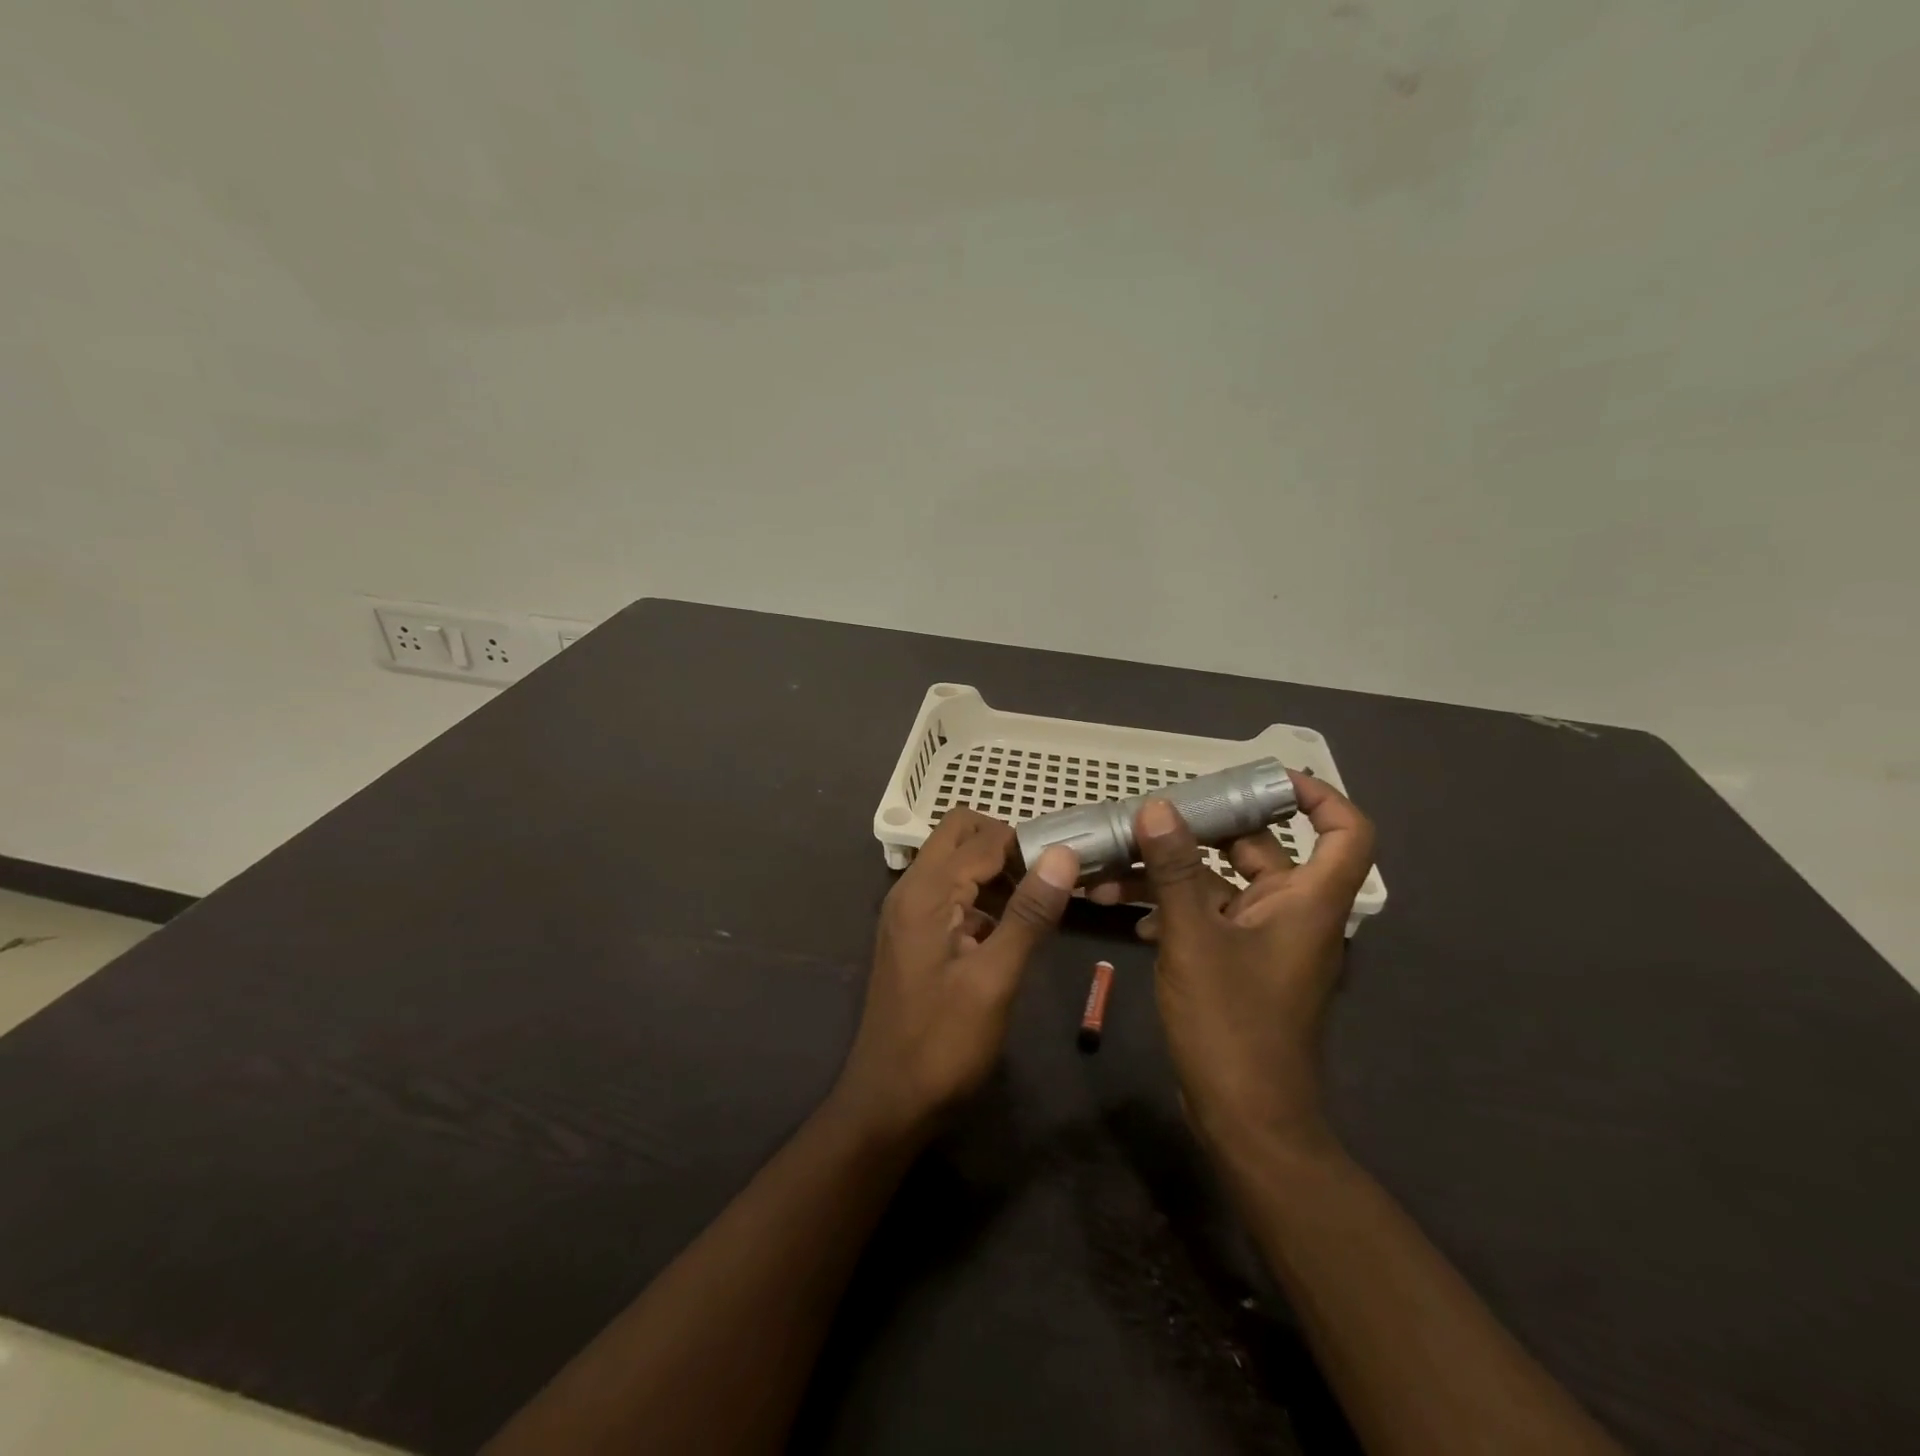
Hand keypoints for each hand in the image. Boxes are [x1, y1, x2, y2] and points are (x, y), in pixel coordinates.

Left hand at [835, 809, 1076, 1141]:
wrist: (888, 1101)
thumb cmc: (943, 1043)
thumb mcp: (995, 979)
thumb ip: (1028, 913)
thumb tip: (1062, 853)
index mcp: (926, 892)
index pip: (982, 838)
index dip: (1026, 844)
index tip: (1067, 865)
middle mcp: (910, 889)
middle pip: (958, 834)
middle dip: (1004, 844)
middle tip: (1044, 879)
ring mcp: (906, 911)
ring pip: (952, 861)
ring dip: (992, 868)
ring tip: (1036, 901)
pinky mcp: (911, 934)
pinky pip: (947, 892)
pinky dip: (978, 894)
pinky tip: (1007, 928)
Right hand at [1088, 772, 1375, 1152]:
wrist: (1245, 1119)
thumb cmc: (1232, 1025)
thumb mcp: (1194, 939)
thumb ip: (1175, 870)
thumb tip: (1158, 807)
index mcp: (1308, 902)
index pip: (1345, 832)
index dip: (1318, 796)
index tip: (1263, 779)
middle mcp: (1292, 913)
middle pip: (1261, 849)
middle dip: (1203, 830)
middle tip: (1152, 815)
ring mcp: (1262, 940)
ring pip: (1220, 884)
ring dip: (1170, 872)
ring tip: (1113, 865)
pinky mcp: (1236, 963)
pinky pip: (1206, 916)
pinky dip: (1171, 906)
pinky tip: (1123, 909)